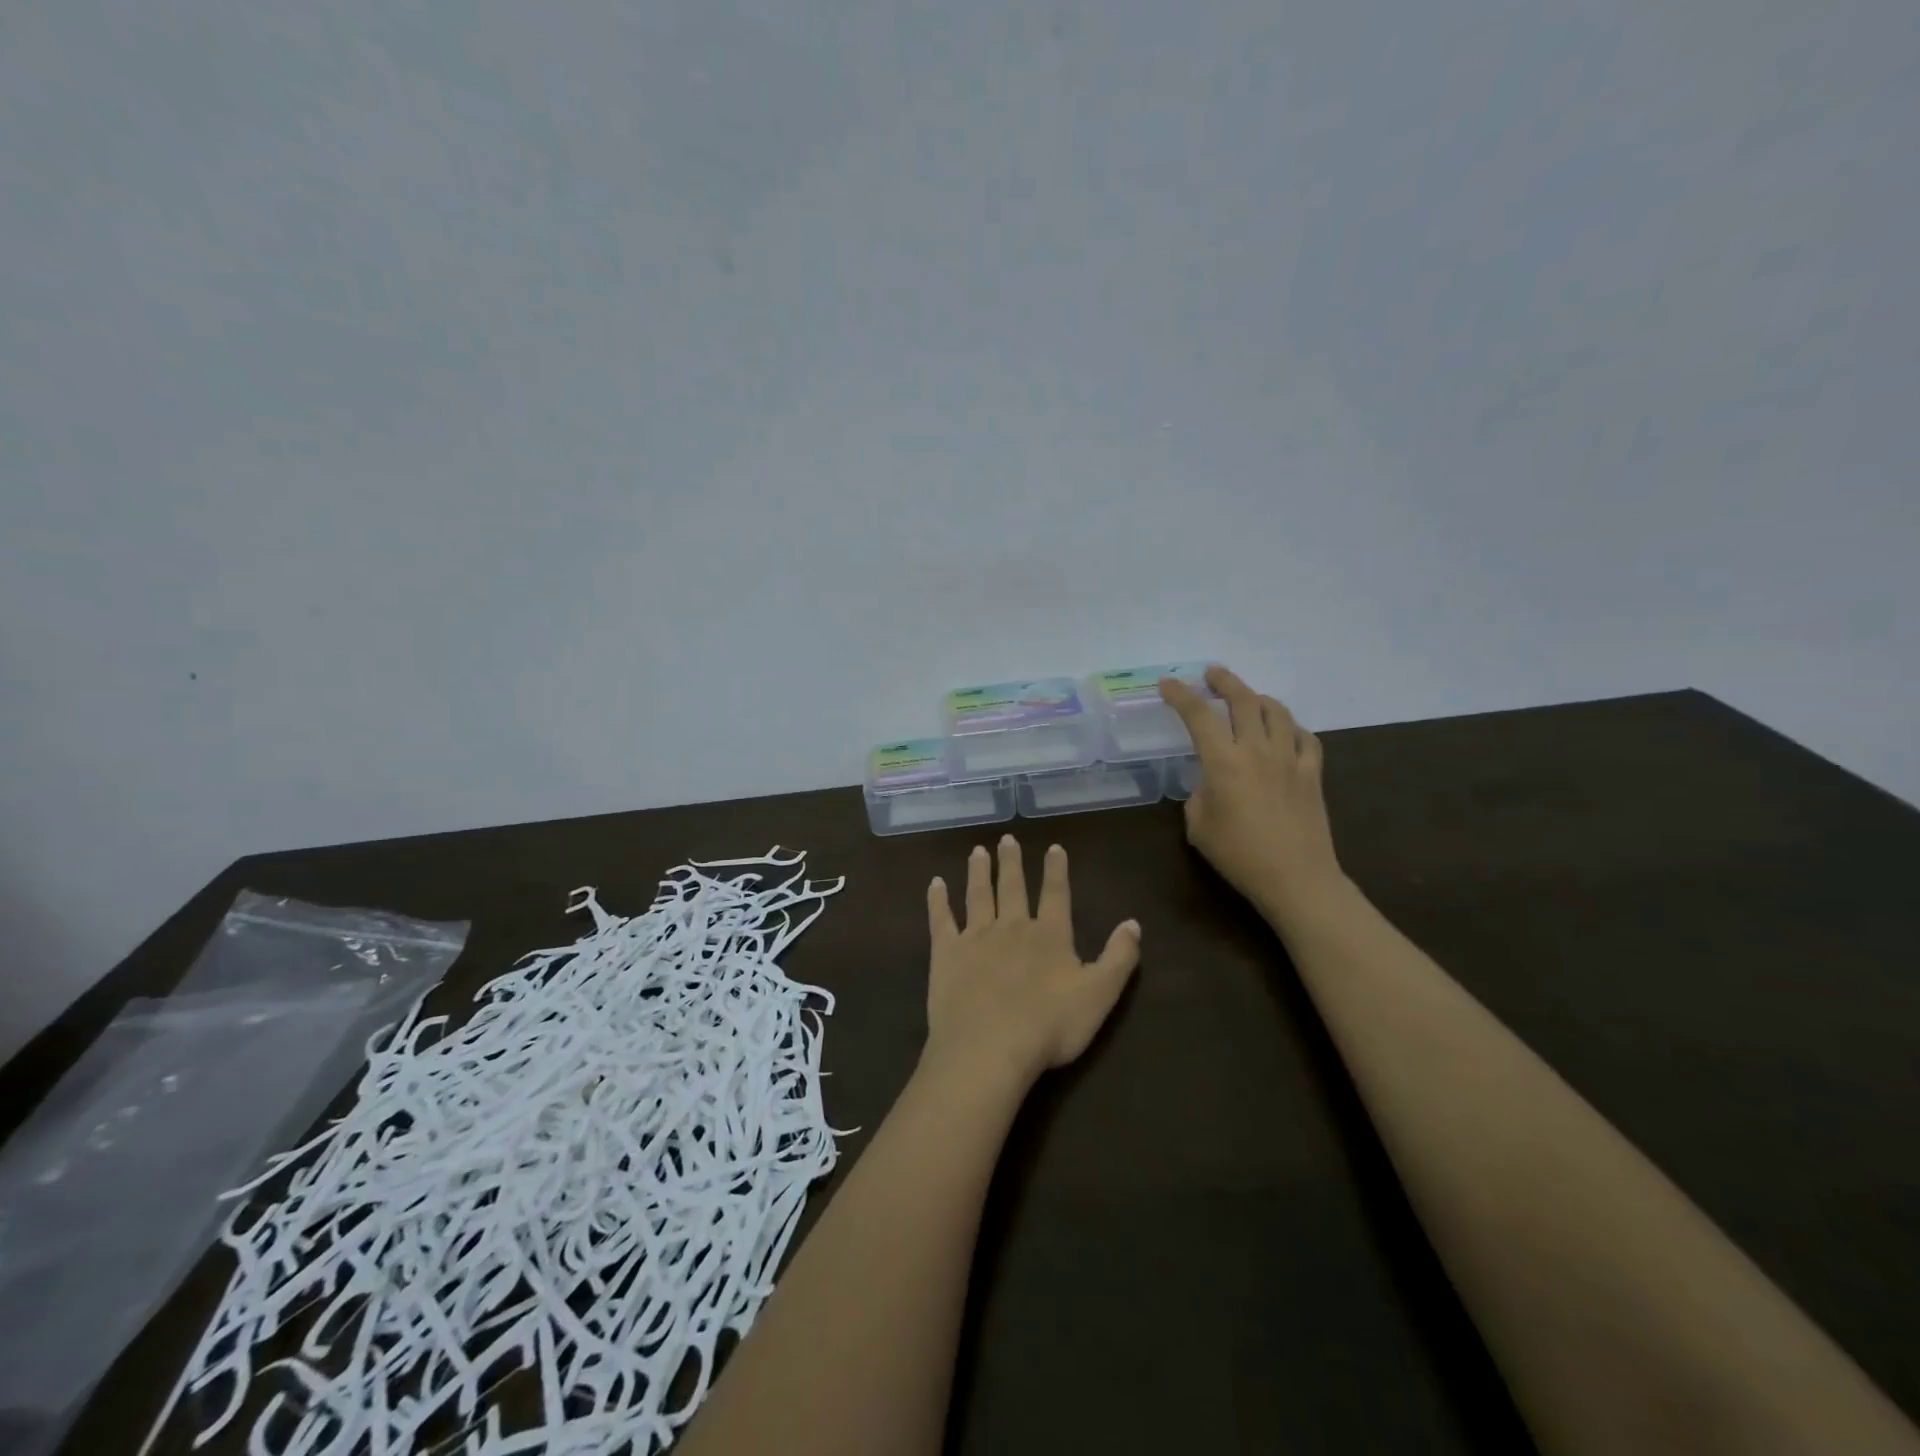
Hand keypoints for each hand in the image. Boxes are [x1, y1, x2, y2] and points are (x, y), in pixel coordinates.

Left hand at [923, 837, 1140, 1090]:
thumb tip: (1133, 922)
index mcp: (1049, 936)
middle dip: (1011, 863)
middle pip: (1012, 888)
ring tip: (977, 851)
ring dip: (978, 872)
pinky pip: (941, 920)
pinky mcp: (946, 953)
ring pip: (978, 896)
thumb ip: (1119, 958)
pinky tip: (935, 884)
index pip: (1055, 895)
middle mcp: (1012, 927)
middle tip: (1007, 839)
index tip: (1053, 847)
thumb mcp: (1100, 995)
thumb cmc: (1049, 1026)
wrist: (989, 1047)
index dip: (1056, 870)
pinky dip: (938, 900)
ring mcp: (976, 937)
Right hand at [1159, 665, 1343, 920]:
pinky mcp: (1312, 772)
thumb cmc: (1239, 856)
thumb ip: (1200, 794)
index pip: (1198, 716)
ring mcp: (1289, 758)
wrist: (1296, 878)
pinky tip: (1283, 732)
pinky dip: (1290, 727)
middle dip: (1224, 681)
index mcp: (1223, 762)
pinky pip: (1304, 737)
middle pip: (1243, 700)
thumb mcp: (1199, 826)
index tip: (1168, 684)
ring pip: (1276, 711)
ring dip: (1258, 698)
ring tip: (1247, 698)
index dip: (1180, 695)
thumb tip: (1211, 781)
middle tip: (1211, 674)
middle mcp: (1257, 750)